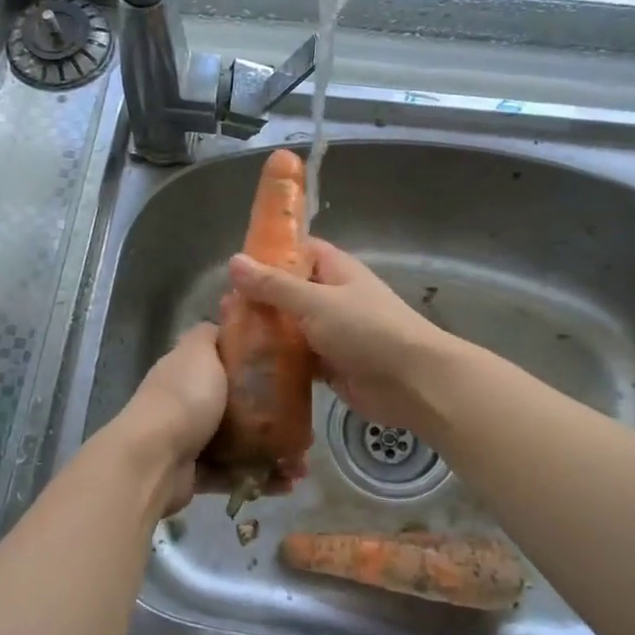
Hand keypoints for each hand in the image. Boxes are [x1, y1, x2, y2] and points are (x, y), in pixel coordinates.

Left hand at [108, 322, 306, 517]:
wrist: (153, 458)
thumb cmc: (183, 398)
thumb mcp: (199, 350)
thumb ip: (211, 335)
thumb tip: (225, 325)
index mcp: (189, 371)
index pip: (226, 363)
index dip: (258, 367)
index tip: (292, 375)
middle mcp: (188, 403)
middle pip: (238, 407)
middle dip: (274, 418)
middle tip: (305, 428)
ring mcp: (190, 441)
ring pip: (240, 445)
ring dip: (273, 454)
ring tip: (300, 464)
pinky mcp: (195, 475)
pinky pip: (234, 475)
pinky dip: (260, 480)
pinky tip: (287, 483)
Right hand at [227, 238, 453, 437]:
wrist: (412, 382)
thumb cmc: (368, 330)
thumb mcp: (317, 302)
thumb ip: (274, 286)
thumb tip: (233, 261)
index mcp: (335, 270)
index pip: (297, 251)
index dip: (267, 253)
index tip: (233, 264)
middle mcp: (331, 298)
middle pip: (288, 292)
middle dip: (258, 299)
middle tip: (222, 309)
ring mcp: (331, 333)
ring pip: (289, 327)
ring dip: (264, 333)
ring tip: (226, 337)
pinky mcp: (329, 365)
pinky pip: (296, 359)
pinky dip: (276, 362)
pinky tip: (247, 367)